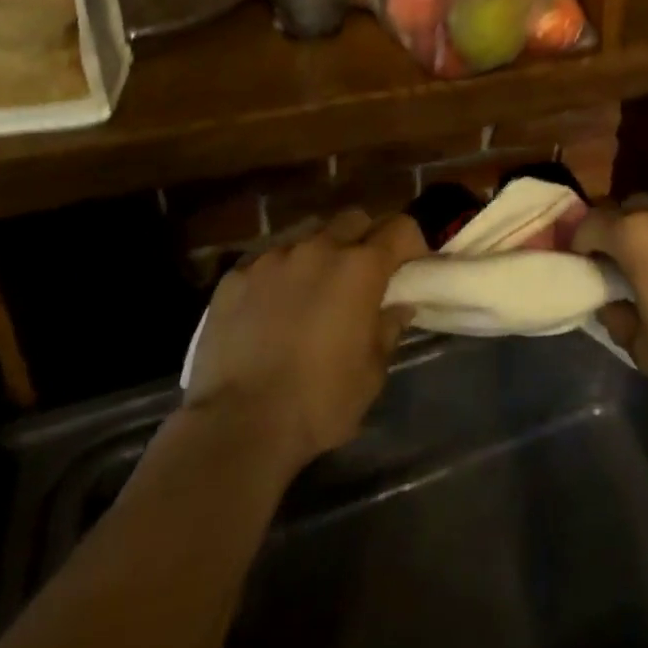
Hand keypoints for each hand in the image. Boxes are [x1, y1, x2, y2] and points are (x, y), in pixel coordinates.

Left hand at [183, 209, 427, 471]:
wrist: (238, 427)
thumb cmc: (320, 402)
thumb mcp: (372, 372)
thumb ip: (388, 329)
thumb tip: (399, 307)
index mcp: (360, 267)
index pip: (400, 228)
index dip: (411, 242)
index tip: (412, 264)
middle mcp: (319, 248)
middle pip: (354, 220)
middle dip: (365, 238)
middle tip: (363, 274)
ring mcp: (273, 258)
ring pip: (308, 234)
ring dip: (320, 252)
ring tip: (314, 287)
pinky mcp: (235, 276)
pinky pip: (267, 259)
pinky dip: (279, 273)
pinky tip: (271, 305)